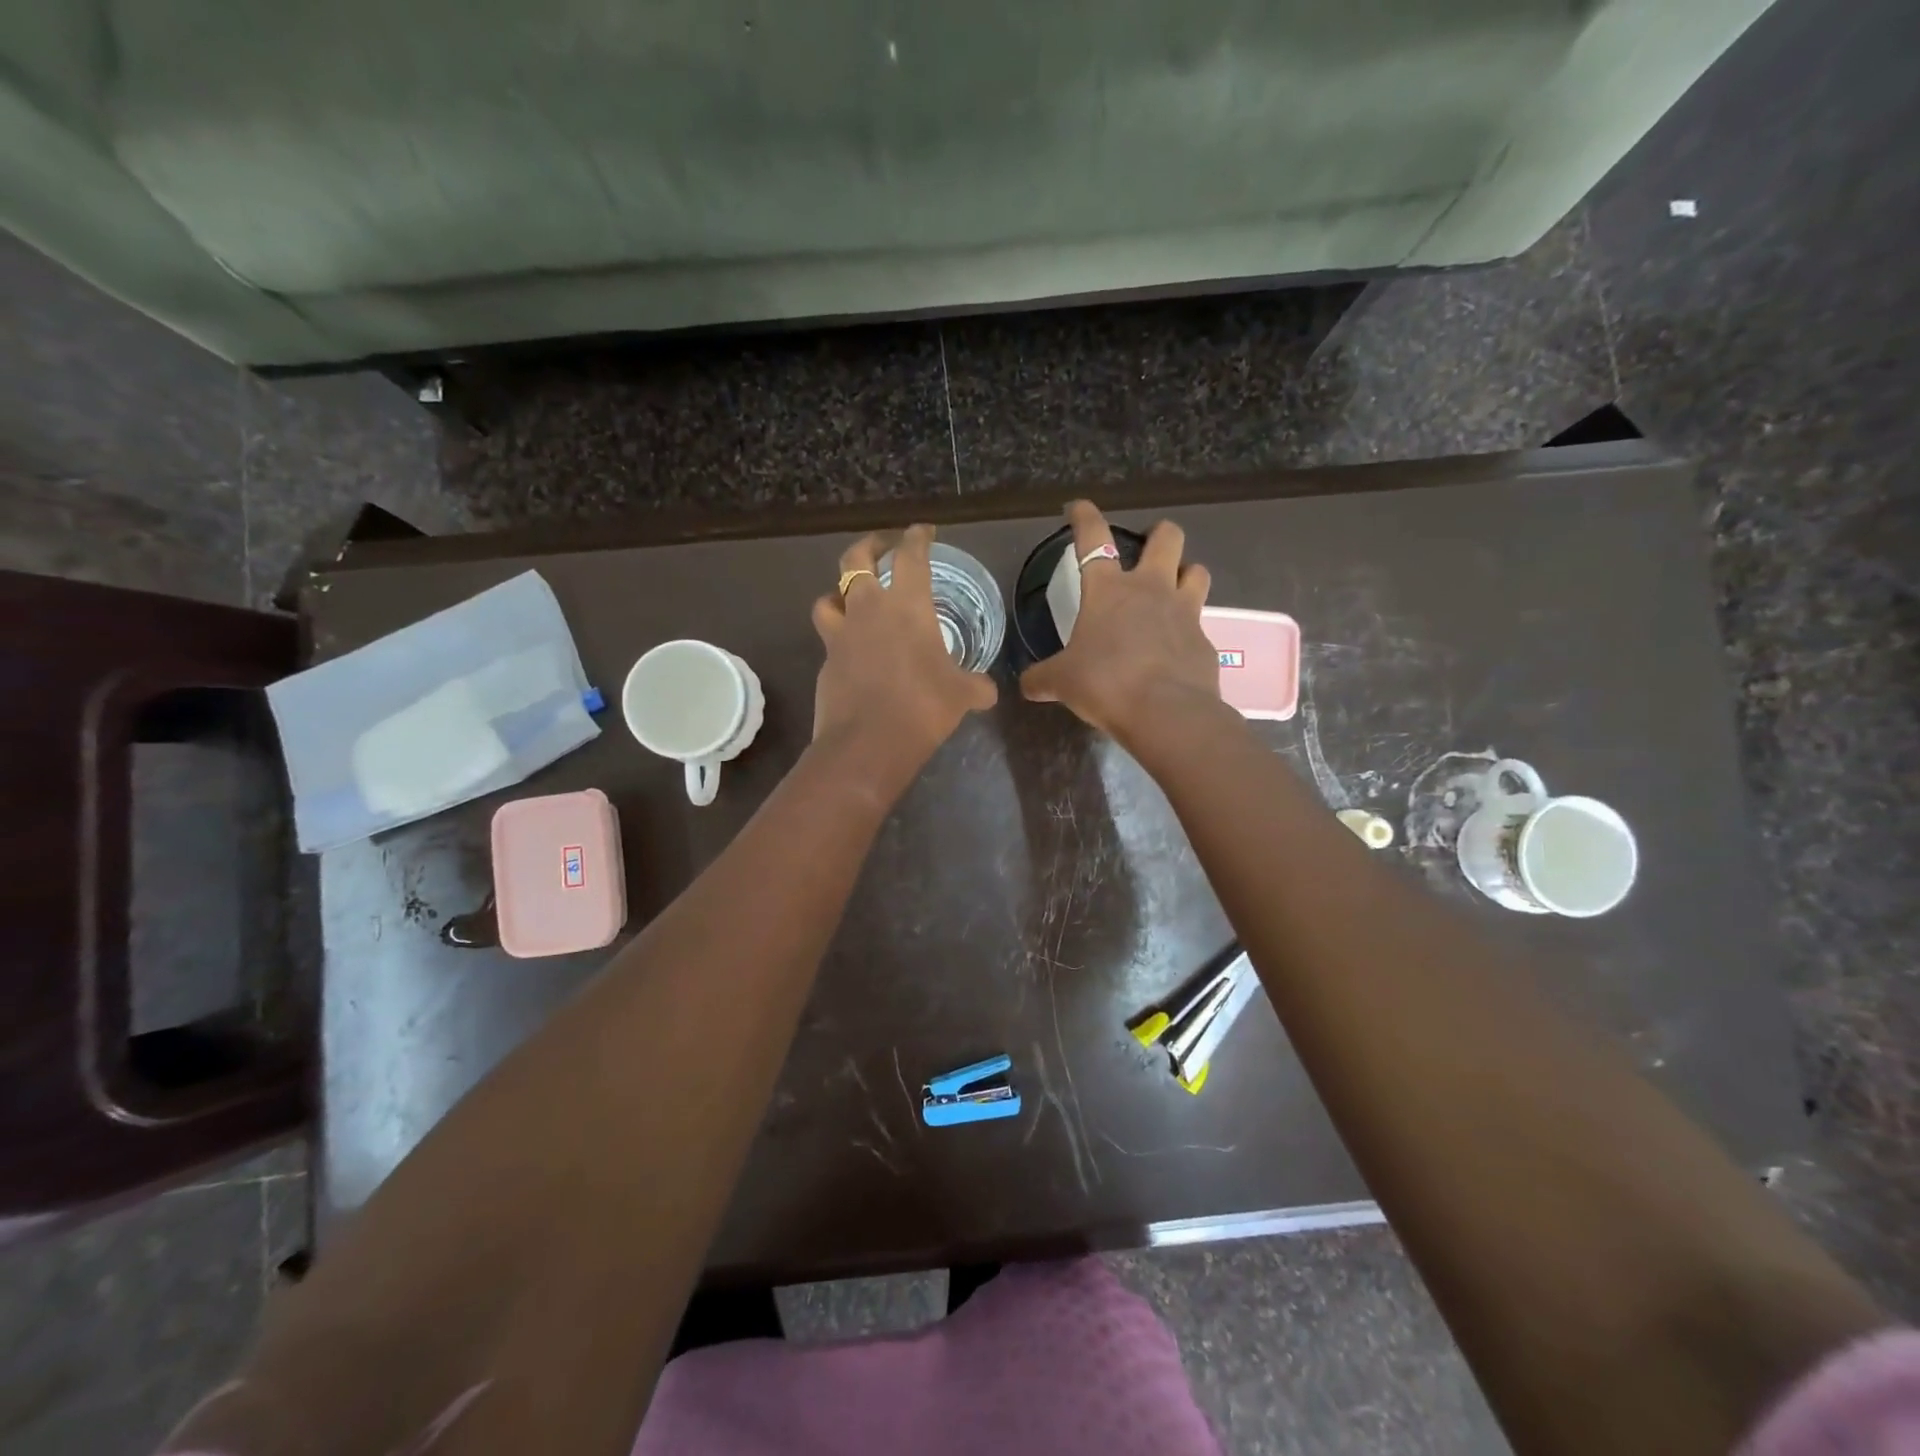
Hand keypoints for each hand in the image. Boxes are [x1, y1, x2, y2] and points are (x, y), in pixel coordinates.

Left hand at [811, 525, 998, 786]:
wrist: (868, 742)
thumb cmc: (923, 707)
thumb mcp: (962, 695)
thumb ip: (976, 686)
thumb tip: (988, 692)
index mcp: (907, 605)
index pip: (910, 556)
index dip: (917, 538)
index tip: (923, 531)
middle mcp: (869, 609)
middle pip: (855, 560)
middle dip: (868, 547)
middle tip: (881, 549)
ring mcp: (841, 634)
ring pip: (829, 596)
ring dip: (839, 592)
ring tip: (851, 599)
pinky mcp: (826, 661)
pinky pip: (828, 637)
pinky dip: (838, 635)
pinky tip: (851, 649)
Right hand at [1019, 501, 1217, 743]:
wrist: (1165, 713)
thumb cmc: (1105, 683)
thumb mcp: (1062, 682)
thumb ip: (1042, 679)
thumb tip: (1026, 685)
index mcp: (1108, 590)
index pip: (1093, 537)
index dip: (1084, 517)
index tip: (1077, 508)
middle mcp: (1150, 589)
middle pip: (1167, 537)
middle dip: (1158, 534)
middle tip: (1149, 546)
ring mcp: (1184, 612)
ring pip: (1196, 571)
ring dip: (1185, 573)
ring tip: (1173, 589)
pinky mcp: (1205, 642)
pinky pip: (1200, 623)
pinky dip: (1188, 629)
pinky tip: (1176, 649)